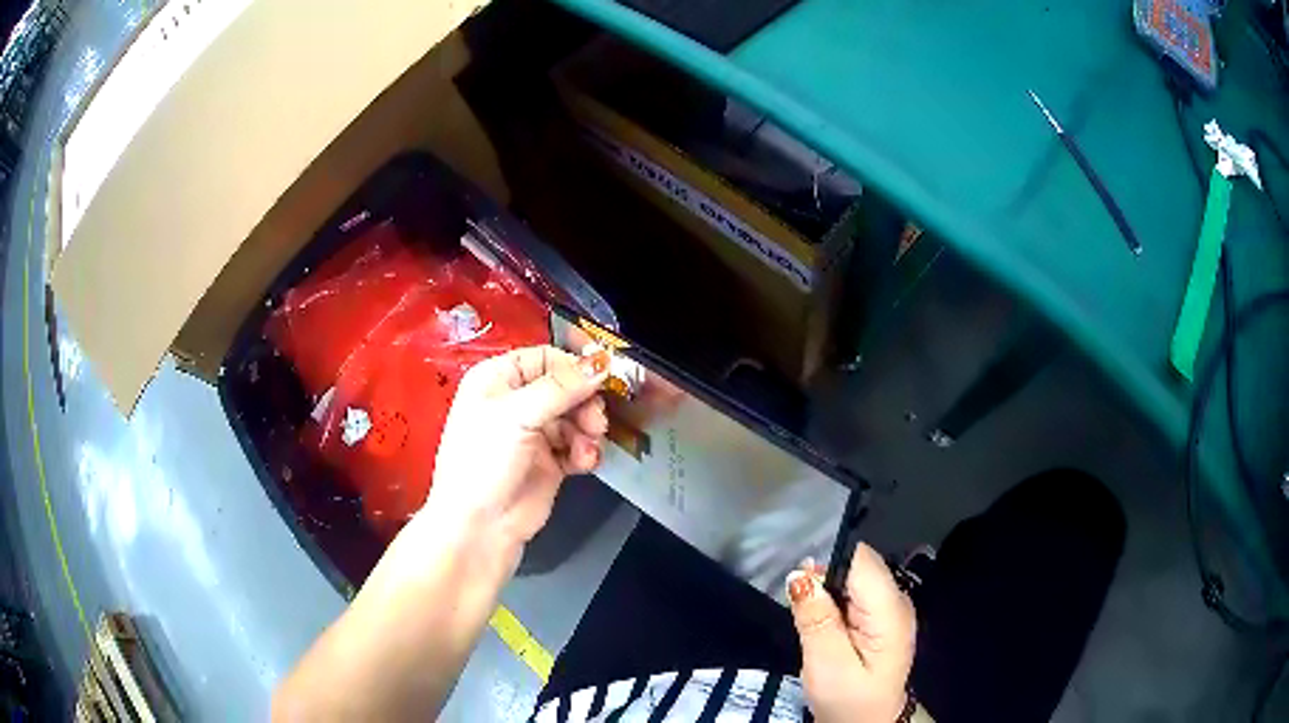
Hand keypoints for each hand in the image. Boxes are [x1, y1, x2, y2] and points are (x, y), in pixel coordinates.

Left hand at [425, 345, 610, 550]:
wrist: (479, 527)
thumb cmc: (483, 462)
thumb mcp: (517, 415)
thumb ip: (562, 387)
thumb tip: (602, 362)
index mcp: (497, 379)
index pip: (545, 357)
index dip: (574, 368)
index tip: (601, 379)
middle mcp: (515, 402)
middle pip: (567, 387)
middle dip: (585, 403)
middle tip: (596, 421)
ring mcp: (533, 433)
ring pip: (577, 417)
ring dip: (588, 431)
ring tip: (586, 448)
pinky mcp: (549, 462)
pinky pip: (578, 446)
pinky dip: (585, 452)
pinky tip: (584, 463)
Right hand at [787, 545, 916, 722]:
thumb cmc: (849, 699)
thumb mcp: (826, 665)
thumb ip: (816, 619)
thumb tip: (800, 575)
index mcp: (889, 609)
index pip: (861, 558)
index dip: (828, 563)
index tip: (802, 587)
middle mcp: (896, 599)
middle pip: (858, 564)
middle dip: (825, 578)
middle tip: (803, 612)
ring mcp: (891, 607)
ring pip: (854, 577)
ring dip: (827, 591)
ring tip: (812, 621)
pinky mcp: (880, 617)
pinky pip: (854, 593)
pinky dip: (834, 603)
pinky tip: (825, 625)